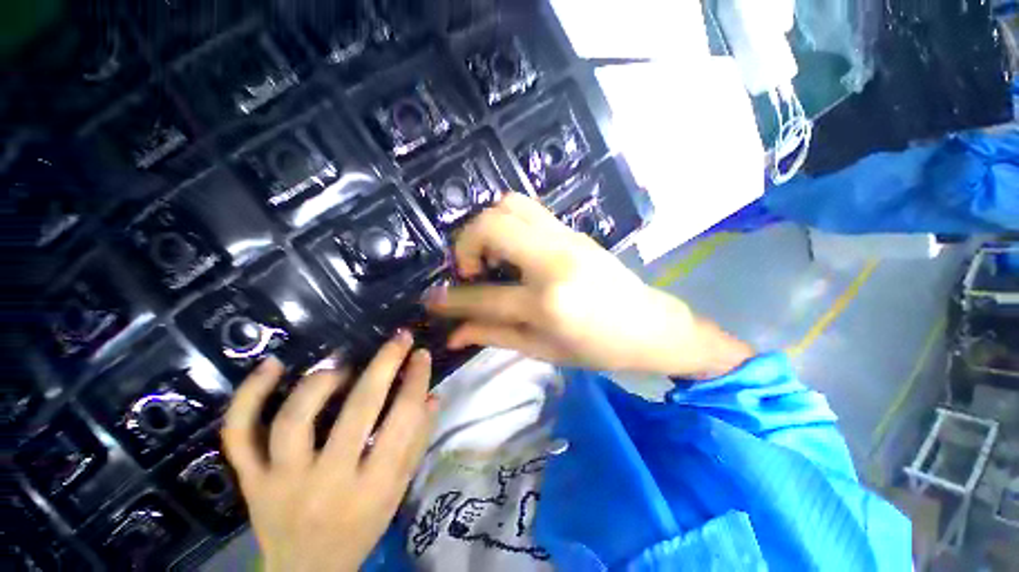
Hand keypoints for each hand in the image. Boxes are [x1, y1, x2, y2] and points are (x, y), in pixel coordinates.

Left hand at [222, 331, 436, 571]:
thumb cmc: (361, 527)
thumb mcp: (398, 491)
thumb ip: (417, 442)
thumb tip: (431, 395)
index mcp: (372, 489)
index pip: (402, 421)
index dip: (416, 381)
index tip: (421, 355)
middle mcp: (326, 483)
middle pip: (356, 412)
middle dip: (384, 365)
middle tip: (399, 338)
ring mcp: (280, 482)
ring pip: (294, 419)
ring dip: (322, 381)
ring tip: (343, 363)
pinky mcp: (250, 480)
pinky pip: (239, 435)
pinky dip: (248, 396)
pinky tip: (272, 365)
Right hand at [426, 194, 751, 377]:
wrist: (649, 325)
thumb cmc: (598, 348)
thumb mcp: (543, 350)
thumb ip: (494, 335)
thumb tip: (454, 333)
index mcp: (548, 302)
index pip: (484, 296)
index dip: (452, 299)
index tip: (432, 299)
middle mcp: (553, 261)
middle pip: (491, 226)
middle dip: (466, 245)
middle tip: (471, 270)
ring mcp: (565, 238)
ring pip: (509, 205)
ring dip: (486, 226)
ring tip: (490, 255)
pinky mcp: (572, 230)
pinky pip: (528, 209)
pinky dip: (507, 221)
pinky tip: (511, 248)